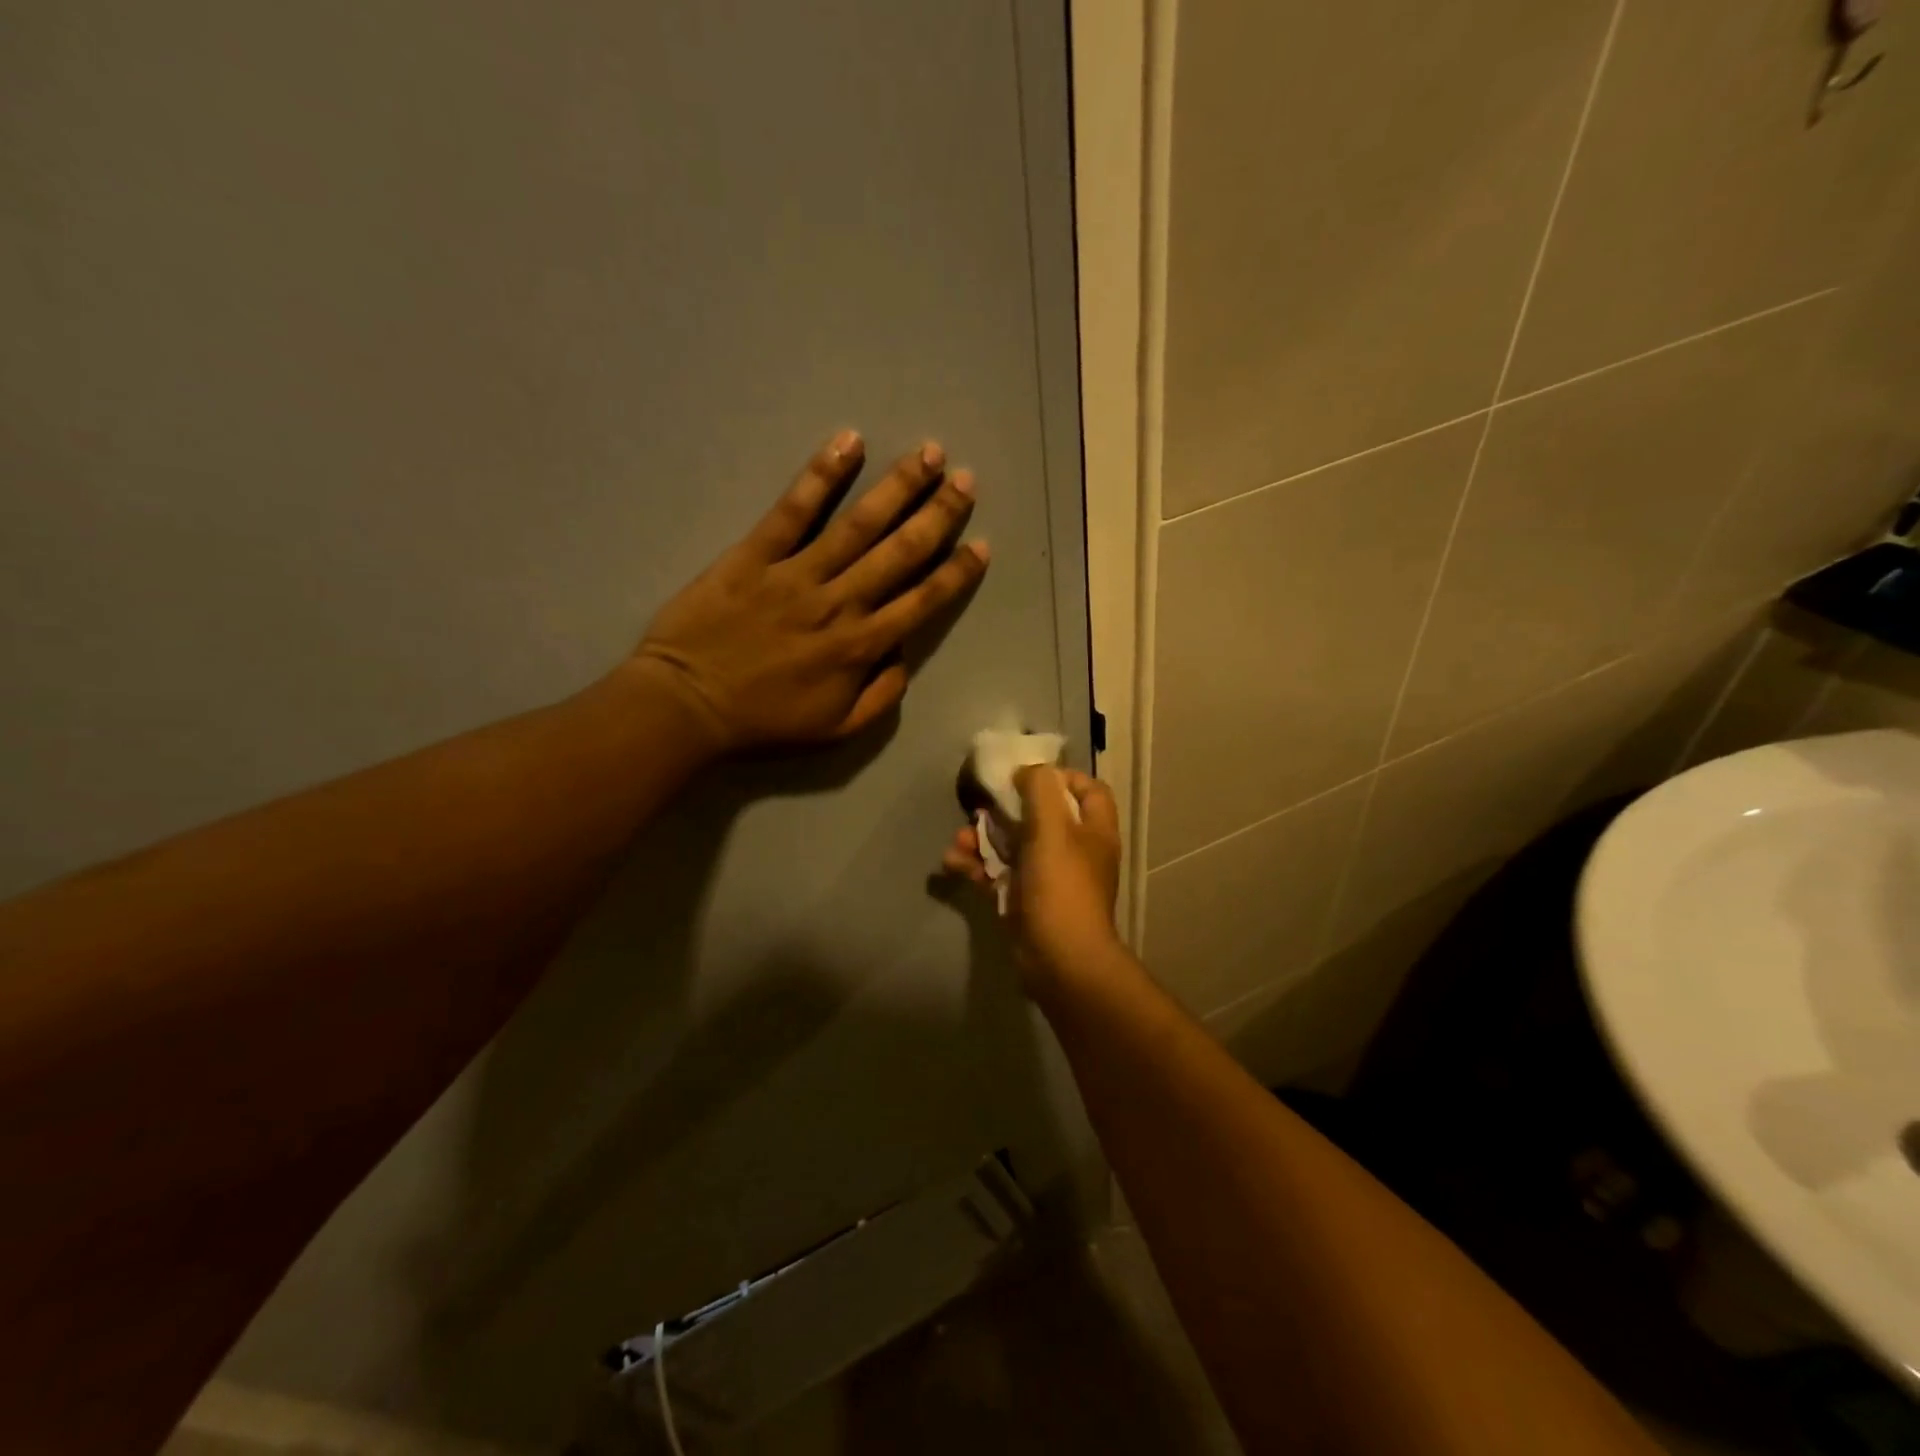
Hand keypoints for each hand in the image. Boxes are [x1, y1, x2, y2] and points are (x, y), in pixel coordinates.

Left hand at [633, 431, 988, 753]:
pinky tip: (849, 443)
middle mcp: (840, 603)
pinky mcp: (755, 554)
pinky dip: (821, 475)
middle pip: (900, 551)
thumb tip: (904, 655)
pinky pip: (793, 510)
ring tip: (928, 453)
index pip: (922, 602)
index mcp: (861, 646)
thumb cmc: (763, 721)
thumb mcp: (836, 730)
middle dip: (938, 513)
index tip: (981, 545)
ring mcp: (797, 574)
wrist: (686, 706)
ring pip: (858, 524)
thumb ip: (880, 696)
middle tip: (966, 480)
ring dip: (897, 486)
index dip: (956, 573)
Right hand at [942, 764, 1126, 994]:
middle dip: (1004, 810)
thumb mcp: (1053, 828)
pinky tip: (952, 863)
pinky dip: (976, 866)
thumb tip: (1029, 772)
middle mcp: (1074, 850)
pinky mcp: (1024, 900)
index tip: (1027, 777)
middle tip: (979, 806)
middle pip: (1040, 816)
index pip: (1088, 790)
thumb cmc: (1062, 887)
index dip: (1061, 778)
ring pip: (1012, 845)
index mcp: (1093, 831)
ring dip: (982, 839)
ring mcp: (1048, 877)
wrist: (1059, 961)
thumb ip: (1041, 790)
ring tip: (958, 840)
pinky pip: (997, 873)